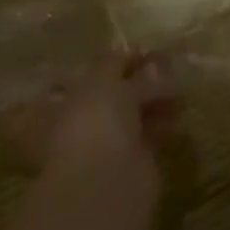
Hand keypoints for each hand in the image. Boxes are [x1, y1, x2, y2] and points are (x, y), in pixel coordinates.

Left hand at [1, 51, 175, 177]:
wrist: (110, 179)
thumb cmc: (94, 123)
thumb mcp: (101, 80)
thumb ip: (114, 62)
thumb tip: (129, 50)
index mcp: (52, 109)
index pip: (70, 81)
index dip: (100, 67)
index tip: (130, 54)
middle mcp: (73, 127)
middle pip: (106, 96)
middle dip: (133, 79)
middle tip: (161, 63)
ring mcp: (102, 145)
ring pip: (130, 113)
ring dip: (153, 98)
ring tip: (175, 84)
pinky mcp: (131, 158)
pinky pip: (148, 132)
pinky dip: (162, 120)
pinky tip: (177, 109)